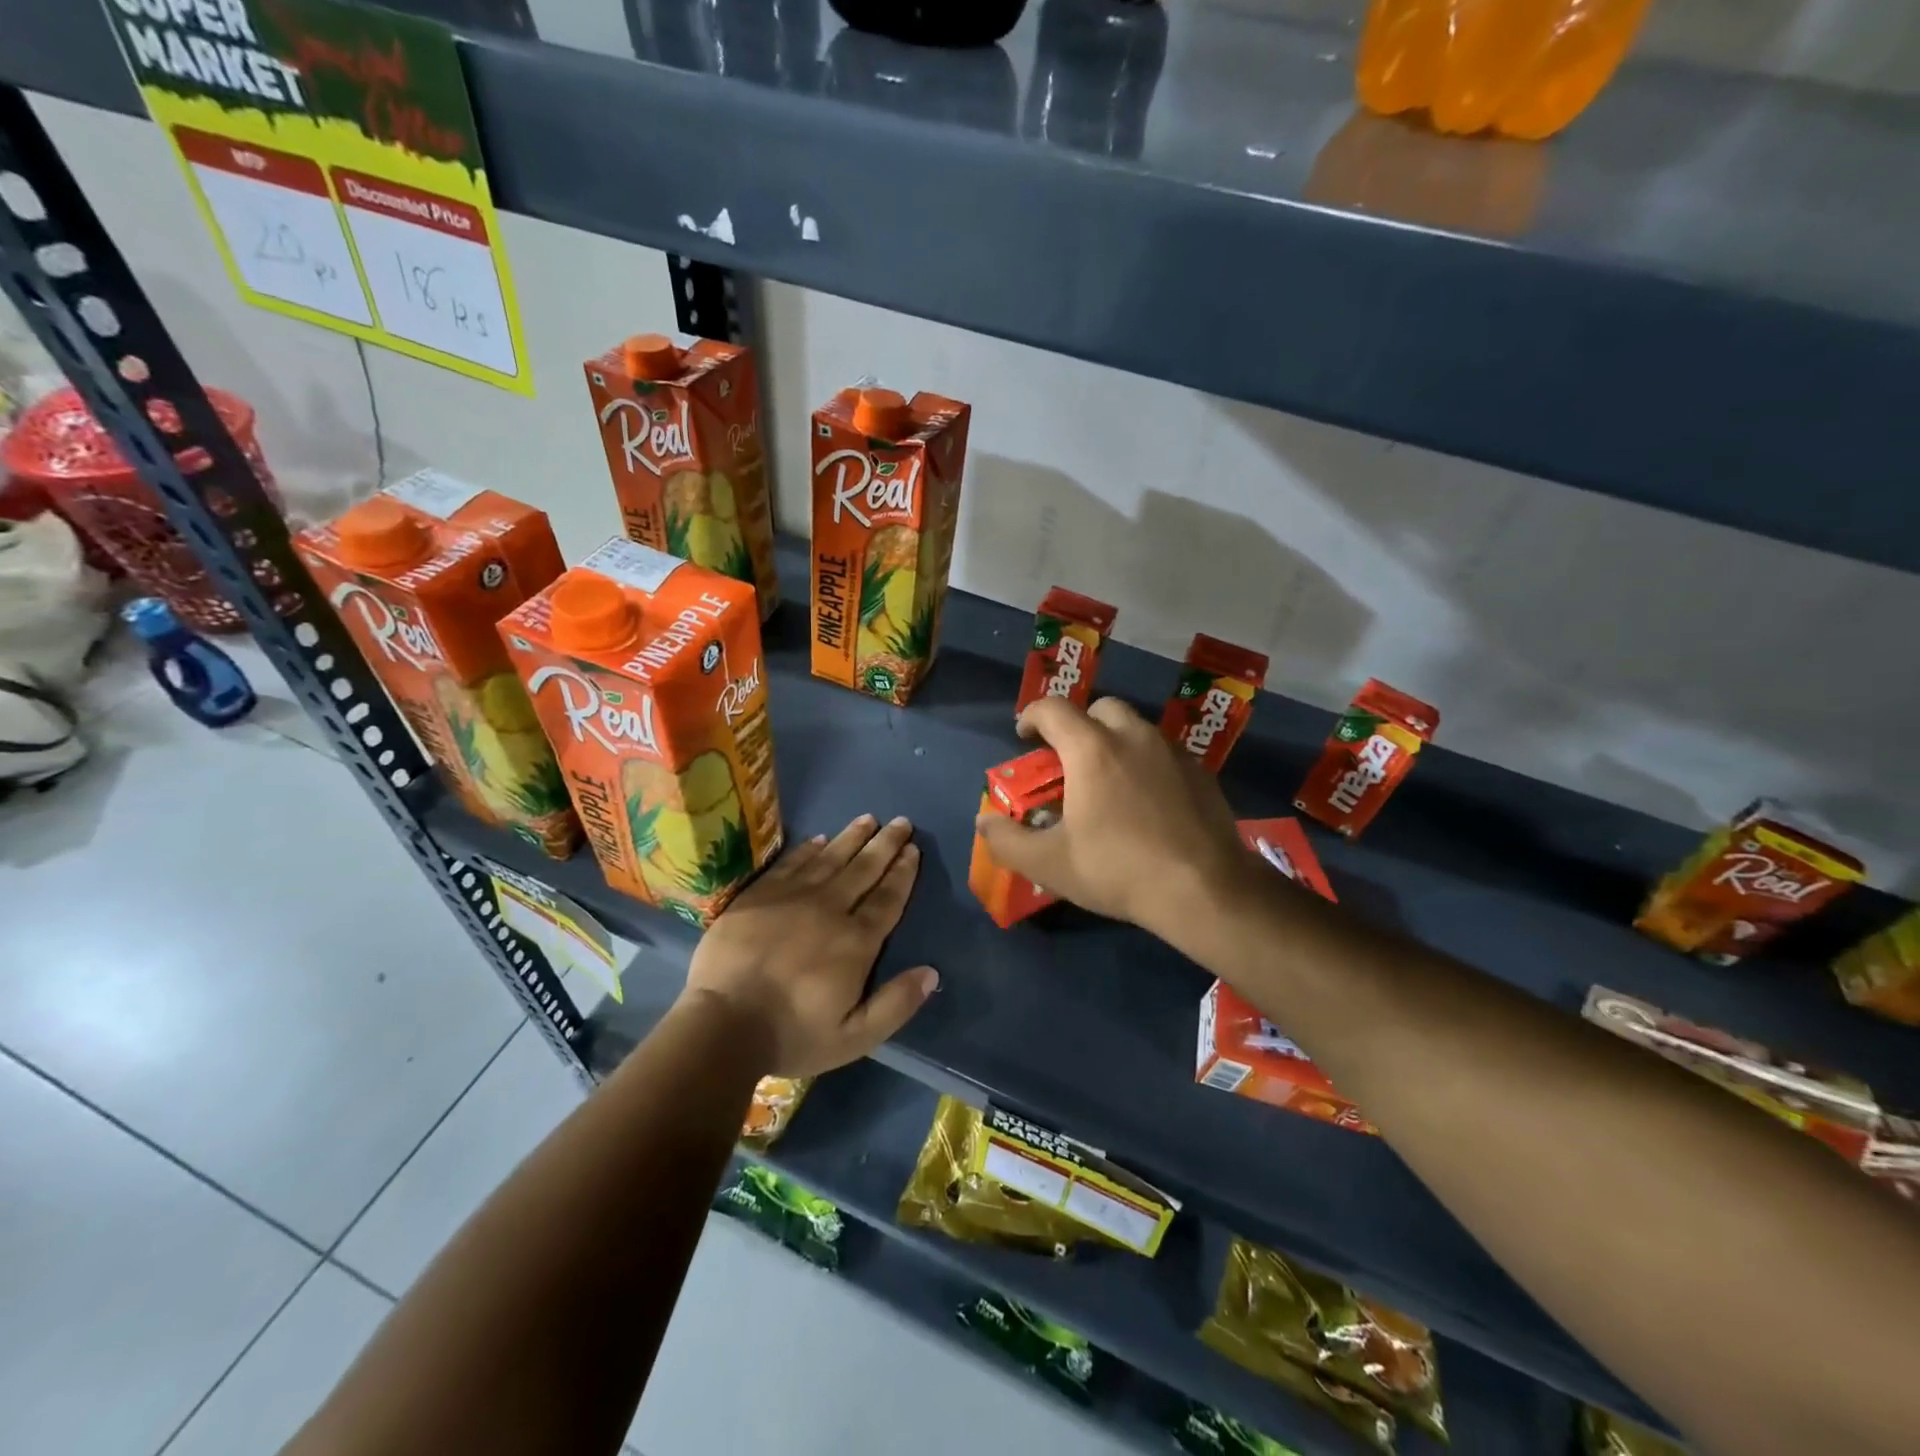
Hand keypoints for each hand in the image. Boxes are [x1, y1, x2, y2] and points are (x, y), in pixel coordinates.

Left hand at [683, 814, 938, 1077]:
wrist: (723, 1024)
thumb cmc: (792, 1034)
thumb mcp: (855, 1036)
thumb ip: (896, 1004)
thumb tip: (931, 972)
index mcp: (855, 942)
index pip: (887, 898)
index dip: (903, 872)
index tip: (913, 849)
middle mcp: (829, 909)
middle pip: (864, 869)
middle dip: (885, 844)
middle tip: (901, 822)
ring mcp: (791, 898)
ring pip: (830, 858)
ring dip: (852, 837)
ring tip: (868, 819)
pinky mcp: (758, 896)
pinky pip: (790, 863)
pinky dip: (808, 849)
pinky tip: (820, 839)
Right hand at [973, 697, 1253, 938]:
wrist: (1204, 890)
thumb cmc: (1118, 869)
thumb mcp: (1050, 864)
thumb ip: (1008, 840)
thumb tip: (984, 821)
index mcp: (1091, 748)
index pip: (1052, 708)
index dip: (1031, 716)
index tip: (1023, 736)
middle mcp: (1133, 736)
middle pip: (1100, 708)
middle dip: (1078, 724)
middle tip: (1069, 759)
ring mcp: (1172, 752)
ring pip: (1136, 729)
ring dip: (1115, 742)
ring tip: (1108, 782)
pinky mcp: (1201, 773)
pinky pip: (1164, 754)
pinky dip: (1146, 764)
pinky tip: (1147, 802)